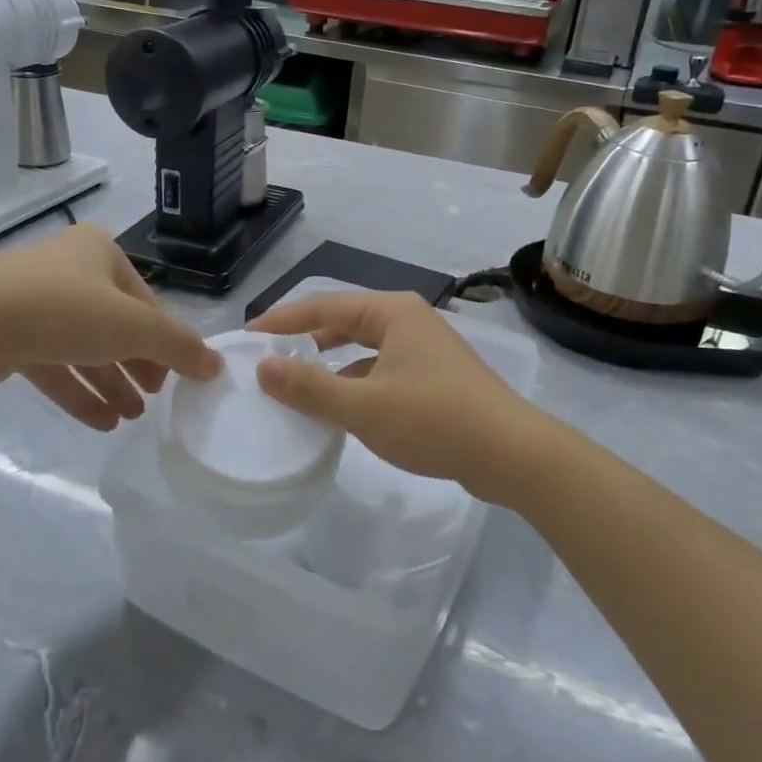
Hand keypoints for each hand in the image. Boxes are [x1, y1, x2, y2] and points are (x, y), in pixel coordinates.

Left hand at [0, 225, 219, 430]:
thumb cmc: (64, 311)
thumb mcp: (135, 328)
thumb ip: (179, 347)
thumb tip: (216, 365)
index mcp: (100, 253)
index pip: (145, 302)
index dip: (165, 342)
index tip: (176, 380)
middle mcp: (68, 270)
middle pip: (115, 326)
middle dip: (136, 367)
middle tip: (154, 401)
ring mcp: (33, 302)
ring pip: (83, 348)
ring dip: (110, 384)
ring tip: (130, 418)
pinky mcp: (7, 334)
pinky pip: (53, 365)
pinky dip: (78, 392)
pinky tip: (101, 423)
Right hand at [249, 292, 548, 500]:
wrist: (513, 455)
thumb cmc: (434, 420)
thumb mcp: (363, 406)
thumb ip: (309, 387)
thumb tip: (262, 367)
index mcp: (391, 312)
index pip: (323, 306)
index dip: (282, 320)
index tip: (248, 337)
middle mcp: (408, 321)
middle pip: (343, 322)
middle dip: (305, 340)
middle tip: (269, 360)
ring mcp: (424, 349)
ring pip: (363, 348)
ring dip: (330, 364)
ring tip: (296, 385)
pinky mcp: (434, 378)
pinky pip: (381, 370)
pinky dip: (355, 383)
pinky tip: (341, 409)